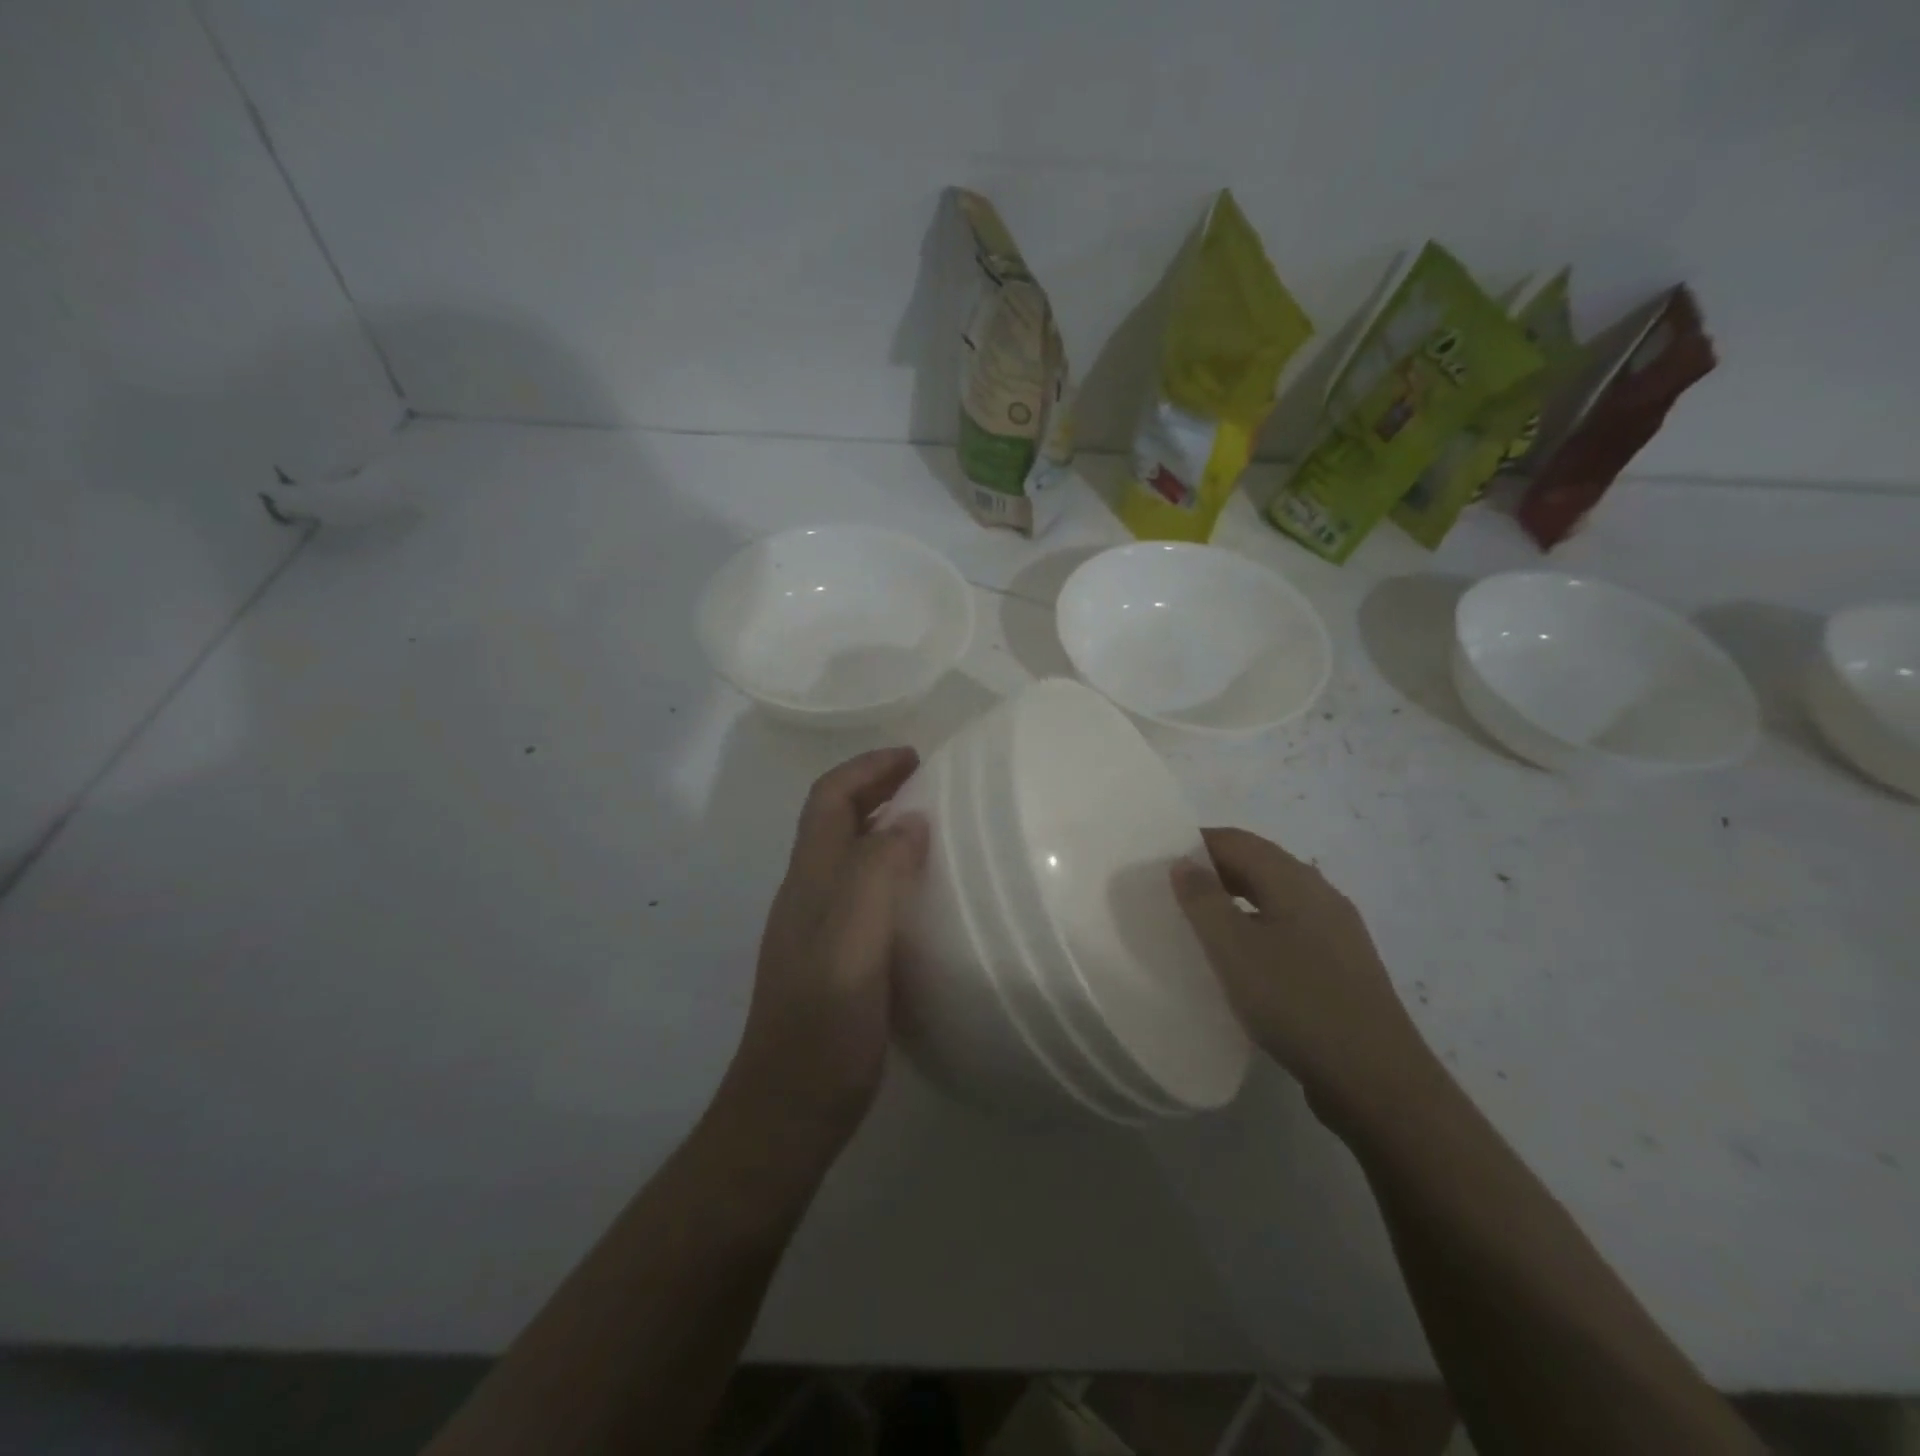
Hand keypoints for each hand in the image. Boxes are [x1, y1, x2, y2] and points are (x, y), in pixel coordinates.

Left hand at [724, 747, 928, 1148]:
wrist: (787, 1114)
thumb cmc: (822, 1031)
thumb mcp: (853, 948)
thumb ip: (876, 878)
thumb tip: (911, 822)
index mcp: (810, 882)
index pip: (829, 800)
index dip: (866, 768)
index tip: (915, 757)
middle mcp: (807, 896)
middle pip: (834, 822)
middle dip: (876, 789)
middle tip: (930, 783)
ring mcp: (816, 931)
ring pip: (848, 857)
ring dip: (883, 828)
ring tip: (934, 829)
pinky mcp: (833, 962)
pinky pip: (862, 894)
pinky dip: (890, 872)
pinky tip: (922, 896)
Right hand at [1172, 827, 1436, 1123]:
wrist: (1377, 1080)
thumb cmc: (1296, 1002)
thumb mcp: (1234, 948)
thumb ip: (1203, 900)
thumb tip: (1184, 862)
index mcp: (1295, 880)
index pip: (1237, 841)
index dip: (1195, 843)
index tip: (1157, 861)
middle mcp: (1320, 895)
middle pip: (1258, 864)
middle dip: (1213, 870)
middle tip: (1170, 891)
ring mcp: (1337, 932)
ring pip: (1275, 898)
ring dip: (1234, 900)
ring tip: (1198, 925)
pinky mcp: (1342, 967)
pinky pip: (1288, 929)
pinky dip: (1256, 928)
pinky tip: (1241, 961)